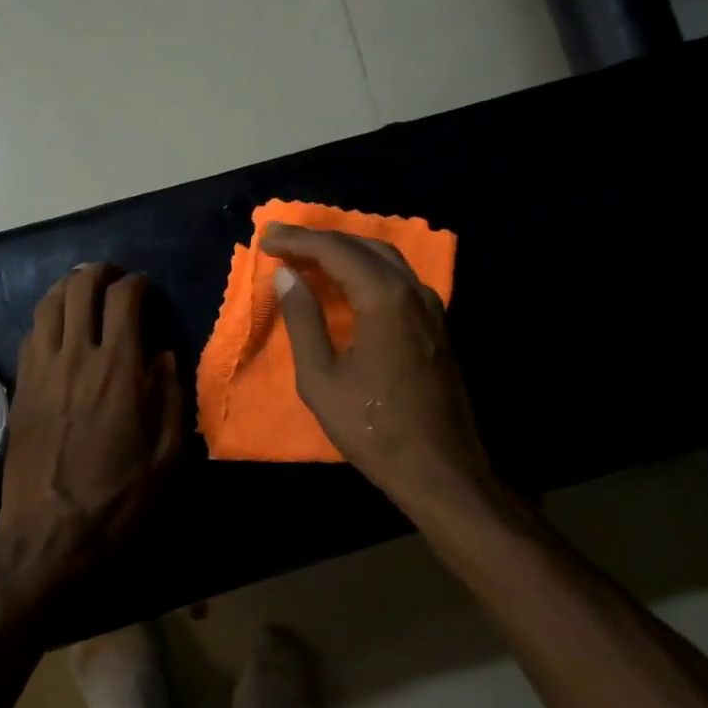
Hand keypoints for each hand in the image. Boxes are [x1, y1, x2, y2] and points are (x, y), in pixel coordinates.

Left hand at [0, 263, 184, 599]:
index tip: (147, 290)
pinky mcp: (20, 387)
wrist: (51, 534)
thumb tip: (162, 356)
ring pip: (48, 304)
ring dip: (68, 288)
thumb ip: (169, 395)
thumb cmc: (119, 497)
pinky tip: (59, 329)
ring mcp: (41, 369)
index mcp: (117, 368)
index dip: (138, 284)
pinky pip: (32, 334)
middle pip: (80, 288)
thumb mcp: (166, 453)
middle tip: (114, 279)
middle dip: (100, 273)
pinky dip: (48, 318)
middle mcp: (75, 356)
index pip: (124, 298)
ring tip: (84, 291)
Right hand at [261, 222, 493, 509]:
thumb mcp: (321, 379)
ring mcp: (431, 306)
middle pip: (363, 245)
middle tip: (281, 243)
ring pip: (385, 259)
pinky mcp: (437, 324)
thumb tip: (286, 276)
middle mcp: (413, 291)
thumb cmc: (373, 429)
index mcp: (385, 299)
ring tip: (307, 256)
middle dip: (320, 239)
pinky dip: (366, 269)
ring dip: (345, 251)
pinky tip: (346, 282)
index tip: (266, 238)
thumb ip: (303, 321)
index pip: (336, 250)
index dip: (298, 240)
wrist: (440, 470)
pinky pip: (398, 279)